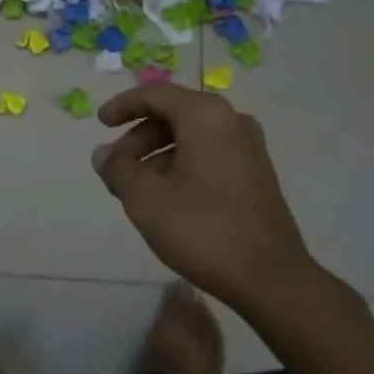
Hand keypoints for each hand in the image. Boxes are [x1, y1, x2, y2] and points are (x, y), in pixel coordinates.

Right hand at [92, 82, 312, 310]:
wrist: (272, 279)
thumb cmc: (203, 228)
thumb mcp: (147, 199)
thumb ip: (118, 170)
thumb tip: (102, 154)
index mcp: (205, 114)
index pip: (155, 94)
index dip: (123, 106)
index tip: (100, 123)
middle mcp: (231, 120)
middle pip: (174, 115)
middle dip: (139, 139)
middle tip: (115, 168)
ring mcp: (249, 148)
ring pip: (191, 138)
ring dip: (158, 156)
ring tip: (136, 189)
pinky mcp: (257, 175)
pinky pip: (210, 155)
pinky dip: (182, 166)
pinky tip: (167, 199)